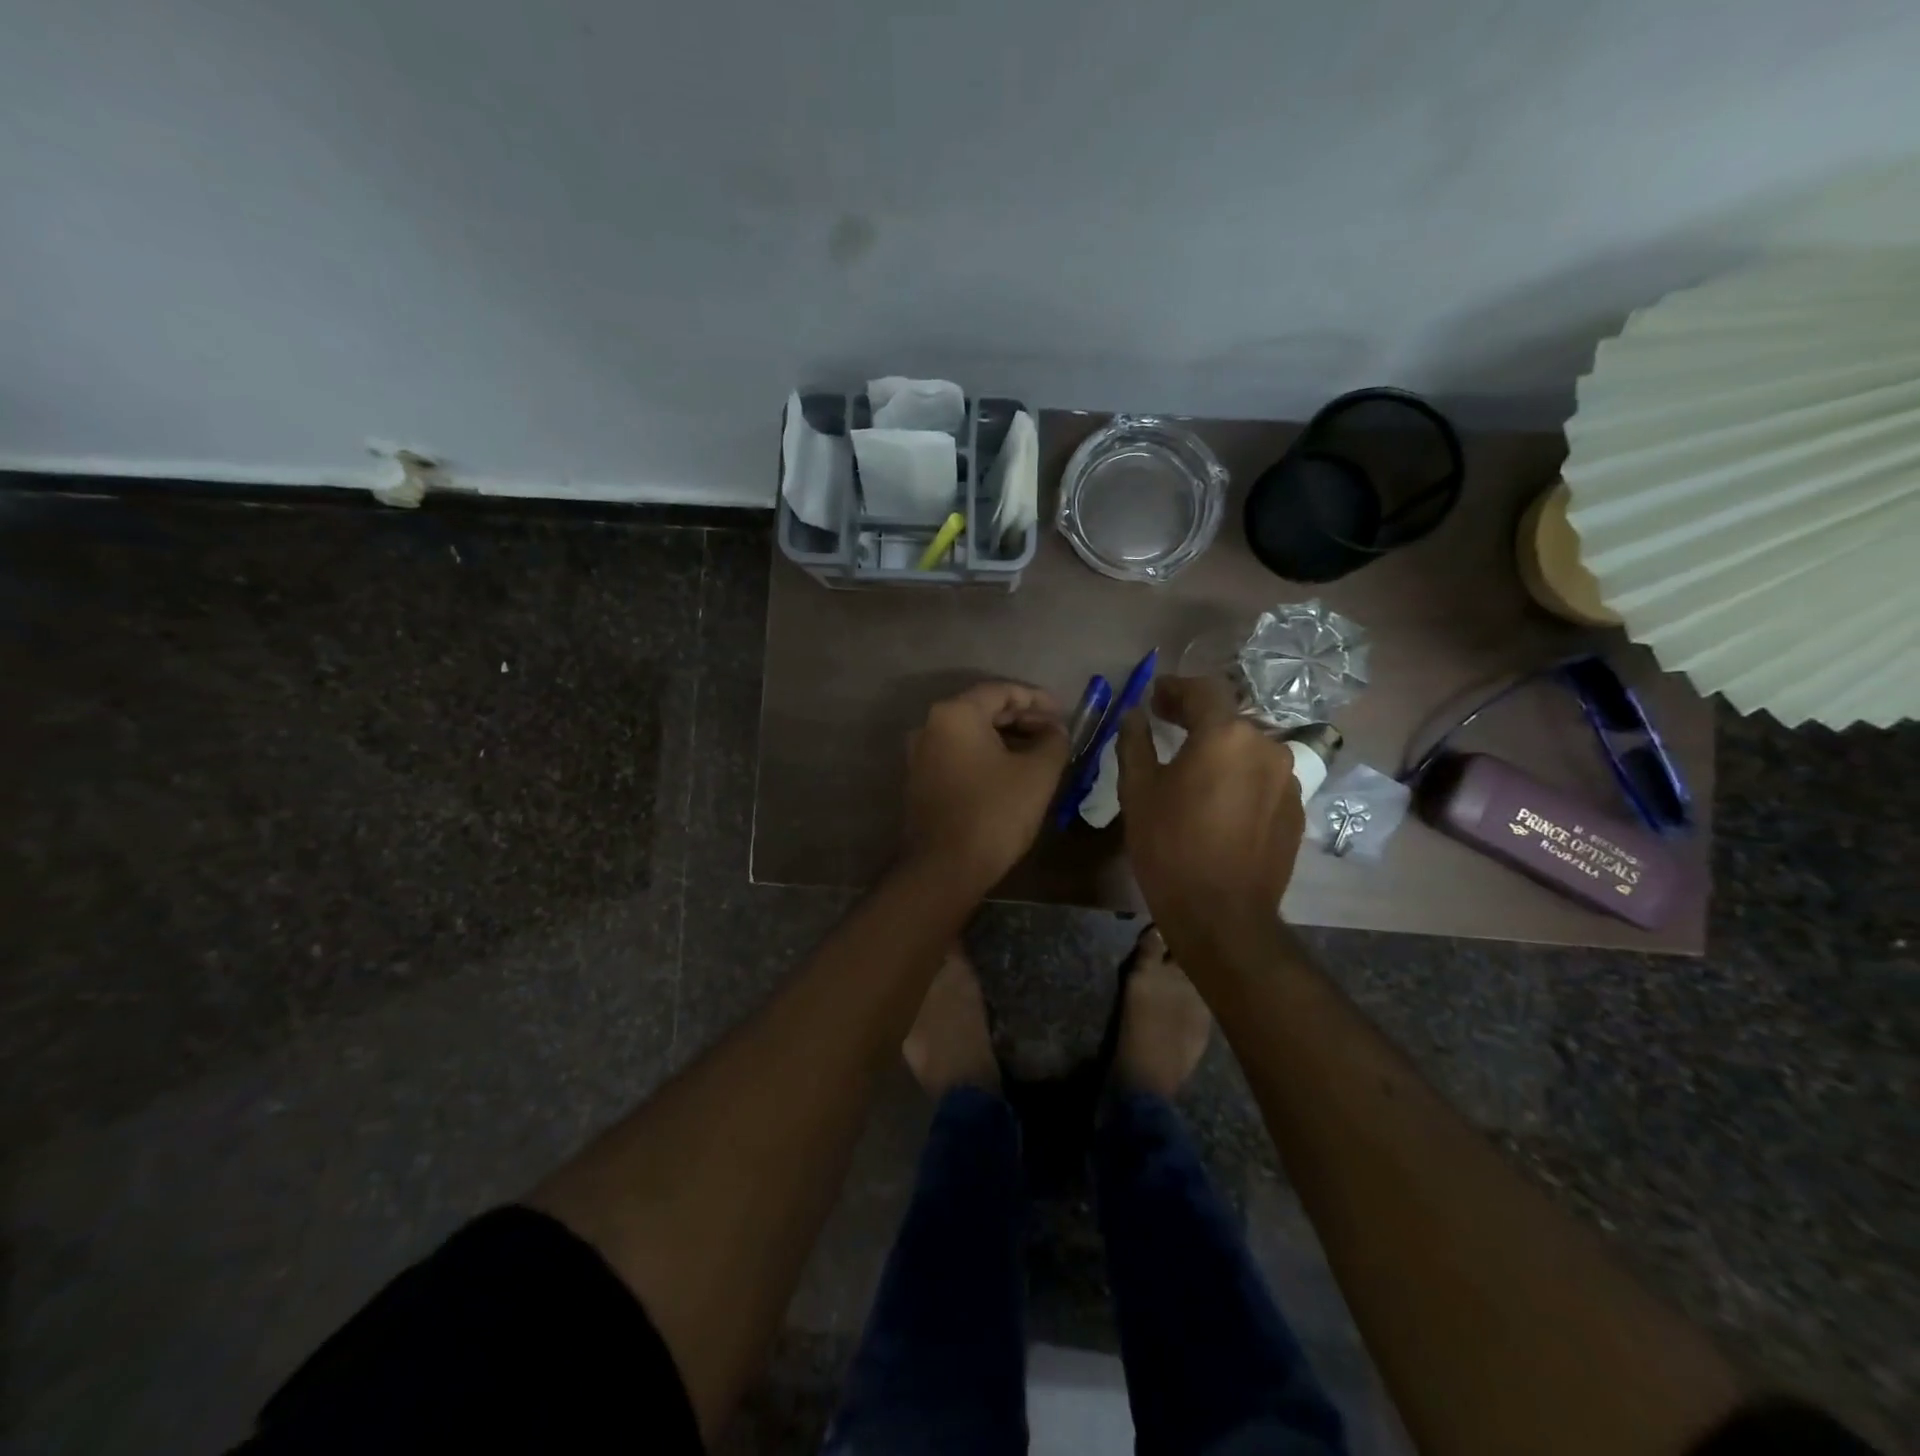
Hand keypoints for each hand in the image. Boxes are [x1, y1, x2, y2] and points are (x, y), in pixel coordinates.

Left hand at [903, 682, 1070, 892]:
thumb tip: (1055, 730)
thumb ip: (1053, 740)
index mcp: (955, 713)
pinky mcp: (920, 780)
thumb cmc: (994, 812)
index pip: (1002, 690)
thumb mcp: (1038, 773)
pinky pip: (958, 754)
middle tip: (1054, 733)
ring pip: (970, 733)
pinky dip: (986, 755)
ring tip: (1038, 753)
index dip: (1037, 699)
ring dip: (1006, 738)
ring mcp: (920, 754)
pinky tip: (1011, 772)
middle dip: (1022, 718)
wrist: (944, 868)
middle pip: (983, 709)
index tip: (1063, 714)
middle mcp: (930, 725)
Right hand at [1117, 675, 1304, 954]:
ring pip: (1247, 749)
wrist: (1222, 914)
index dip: (1175, 687)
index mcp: (1226, 735)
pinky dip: (1239, 776)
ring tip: (1192, 766)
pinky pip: (1262, 778)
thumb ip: (1135, 742)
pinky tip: (1218, 800)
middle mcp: (1266, 747)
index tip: (1153, 696)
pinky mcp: (1295, 810)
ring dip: (1220, 748)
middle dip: (1197, 717)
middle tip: (1166, 725)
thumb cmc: (1170, 846)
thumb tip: (1133, 715)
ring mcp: (1287, 780)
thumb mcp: (1138, 790)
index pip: (1203, 690)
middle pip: (1228, 718)